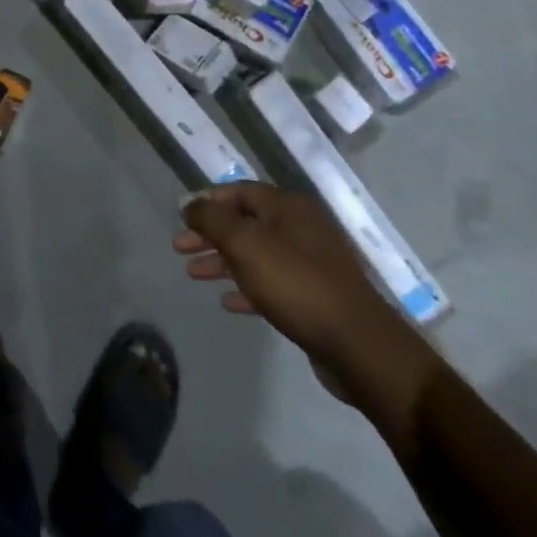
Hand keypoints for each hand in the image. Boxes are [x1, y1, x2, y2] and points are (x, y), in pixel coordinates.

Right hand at [175, 182, 436, 424]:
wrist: (356, 344)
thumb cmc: (295, 284)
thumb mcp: (245, 244)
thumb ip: (212, 220)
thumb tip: (190, 203)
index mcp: (288, 207)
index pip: (239, 191)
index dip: (207, 201)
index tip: (181, 218)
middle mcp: (301, 227)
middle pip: (245, 223)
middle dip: (211, 235)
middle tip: (180, 249)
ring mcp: (310, 262)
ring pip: (256, 253)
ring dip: (223, 261)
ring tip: (194, 275)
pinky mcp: (314, 294)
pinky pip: (271, 282)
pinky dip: (247, 287)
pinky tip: (227, 301)